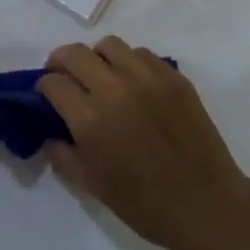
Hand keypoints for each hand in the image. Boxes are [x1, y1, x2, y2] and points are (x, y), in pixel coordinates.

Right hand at [38, 37, 249, 249]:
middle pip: (75, 54)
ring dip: (97, 57)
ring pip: (109, 45)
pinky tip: (133, 83)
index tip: (48, 95)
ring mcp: (147, 79)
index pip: (54, 83)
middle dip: (61, 62)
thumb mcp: (92, 186)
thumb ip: (64, 155)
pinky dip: (129, 62)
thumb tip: (51, 133)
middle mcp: (115, 90)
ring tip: (101, 75)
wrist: (205, 205)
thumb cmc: (144, 204)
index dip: (44, 86)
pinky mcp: (174, 77)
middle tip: (64, 76)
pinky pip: (142, 54)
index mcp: (91, 121)